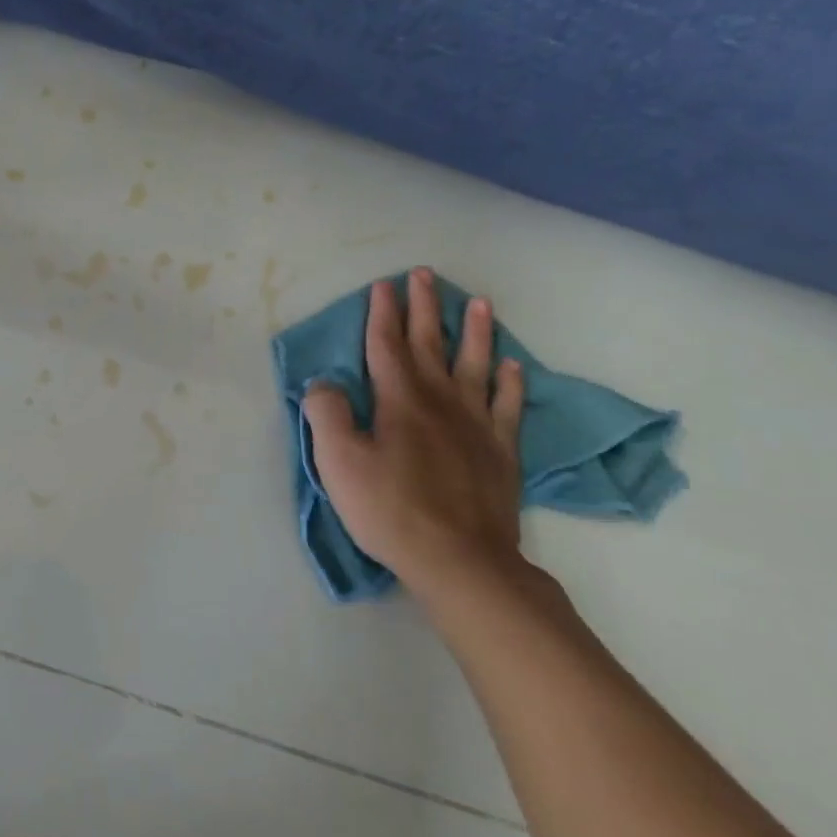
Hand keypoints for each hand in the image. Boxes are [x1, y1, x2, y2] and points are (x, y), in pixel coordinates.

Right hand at [304, 268, 527, 604]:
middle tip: (424, 275)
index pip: (386, 345)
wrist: (460, 561)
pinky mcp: (501, 452)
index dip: (382, 313)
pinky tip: (512, 367)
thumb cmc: (390, 509)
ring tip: (478, 303)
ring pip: (475, 366)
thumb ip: (327, 414)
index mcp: (398, 400)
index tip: (383, 284)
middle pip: (430, 344)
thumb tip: (324, 383)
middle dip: (424, 308)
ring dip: (475, 333)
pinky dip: (510, 384)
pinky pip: (508, 407)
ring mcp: (476, 425)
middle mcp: (440, 401)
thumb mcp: (338, 461)